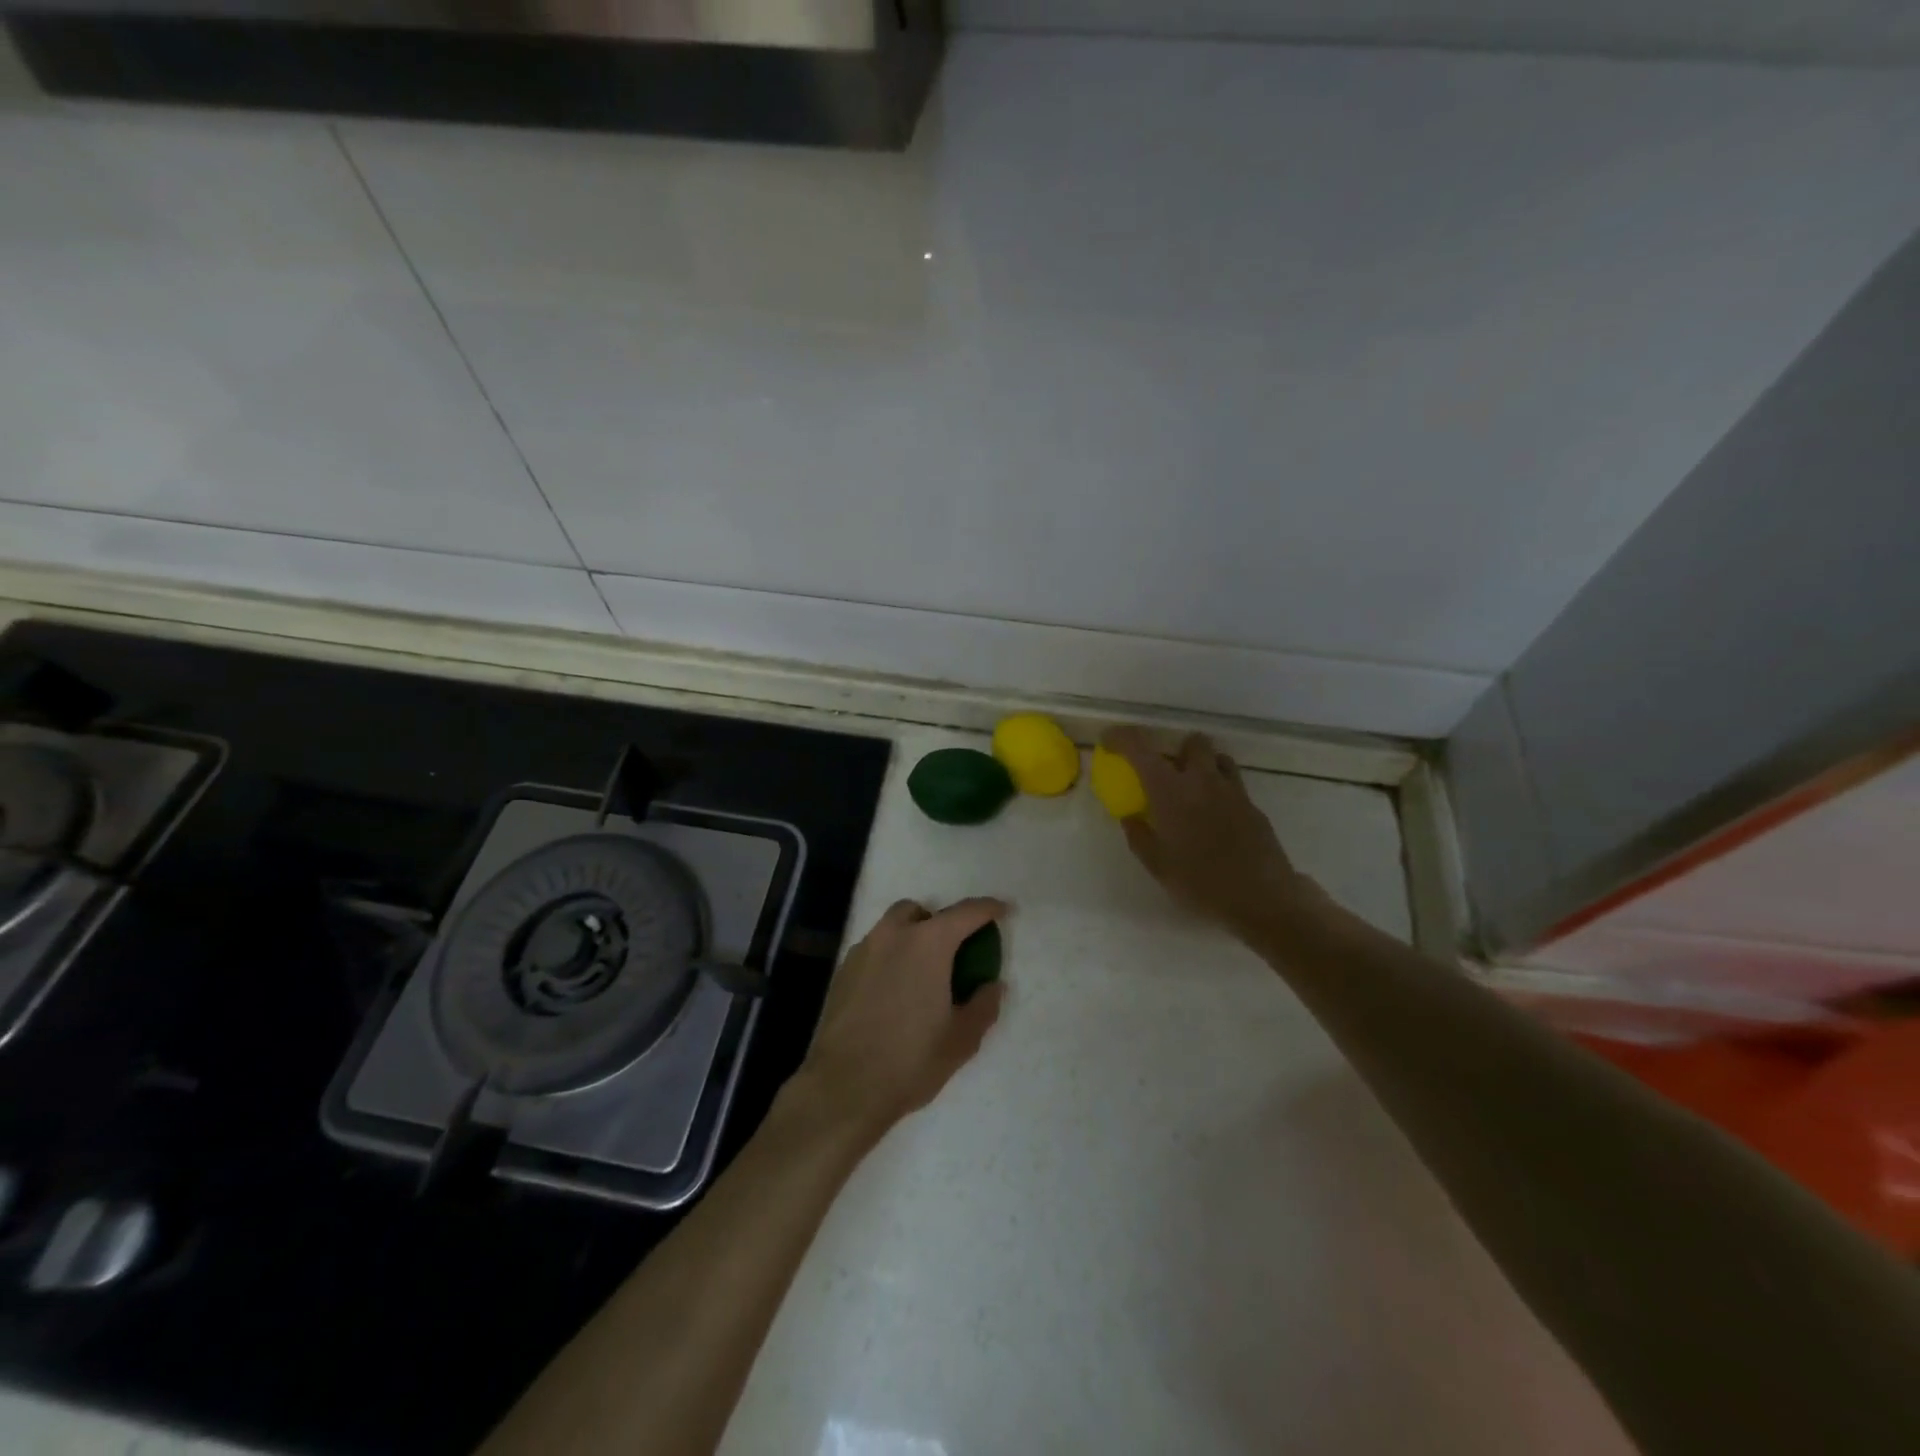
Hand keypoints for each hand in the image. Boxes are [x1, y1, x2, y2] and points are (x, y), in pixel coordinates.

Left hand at [797, 898, 1007, 1140]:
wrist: (843, 1086)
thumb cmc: (910, 1059)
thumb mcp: (962, 1039)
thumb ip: (983, 1005)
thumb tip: (992, 985)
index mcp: (928, 944)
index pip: (966, 912)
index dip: (989, 909)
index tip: (1003, 911)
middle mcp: (893, 935)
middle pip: (920, 912)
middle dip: (940, 922)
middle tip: (952, 952)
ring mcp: (863, 951)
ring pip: (891, 928)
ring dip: (911, 938)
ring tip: (921, 974)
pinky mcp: (842, 971)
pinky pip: (873, 951)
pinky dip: (889, 958)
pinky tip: (893, 992)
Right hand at [1103, 728, 1320, 938]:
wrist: (1262, 900)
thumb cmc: (1200, 883)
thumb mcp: (1157, 865)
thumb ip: (1139, 836)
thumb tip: (1130, 817)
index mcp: (1169, 790)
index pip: (1139, 747)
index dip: (1121, 737)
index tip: (1109, 741)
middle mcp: (1201, 780)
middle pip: (1191, 742)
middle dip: (1176, 750)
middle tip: (1165, 774)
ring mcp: (1232, 791)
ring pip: (1218, 758)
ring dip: (1202, 766)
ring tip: (1192, 792)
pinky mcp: (1253, 807)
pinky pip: (1233, 785)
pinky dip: (1219, 790)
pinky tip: (1215, 820)